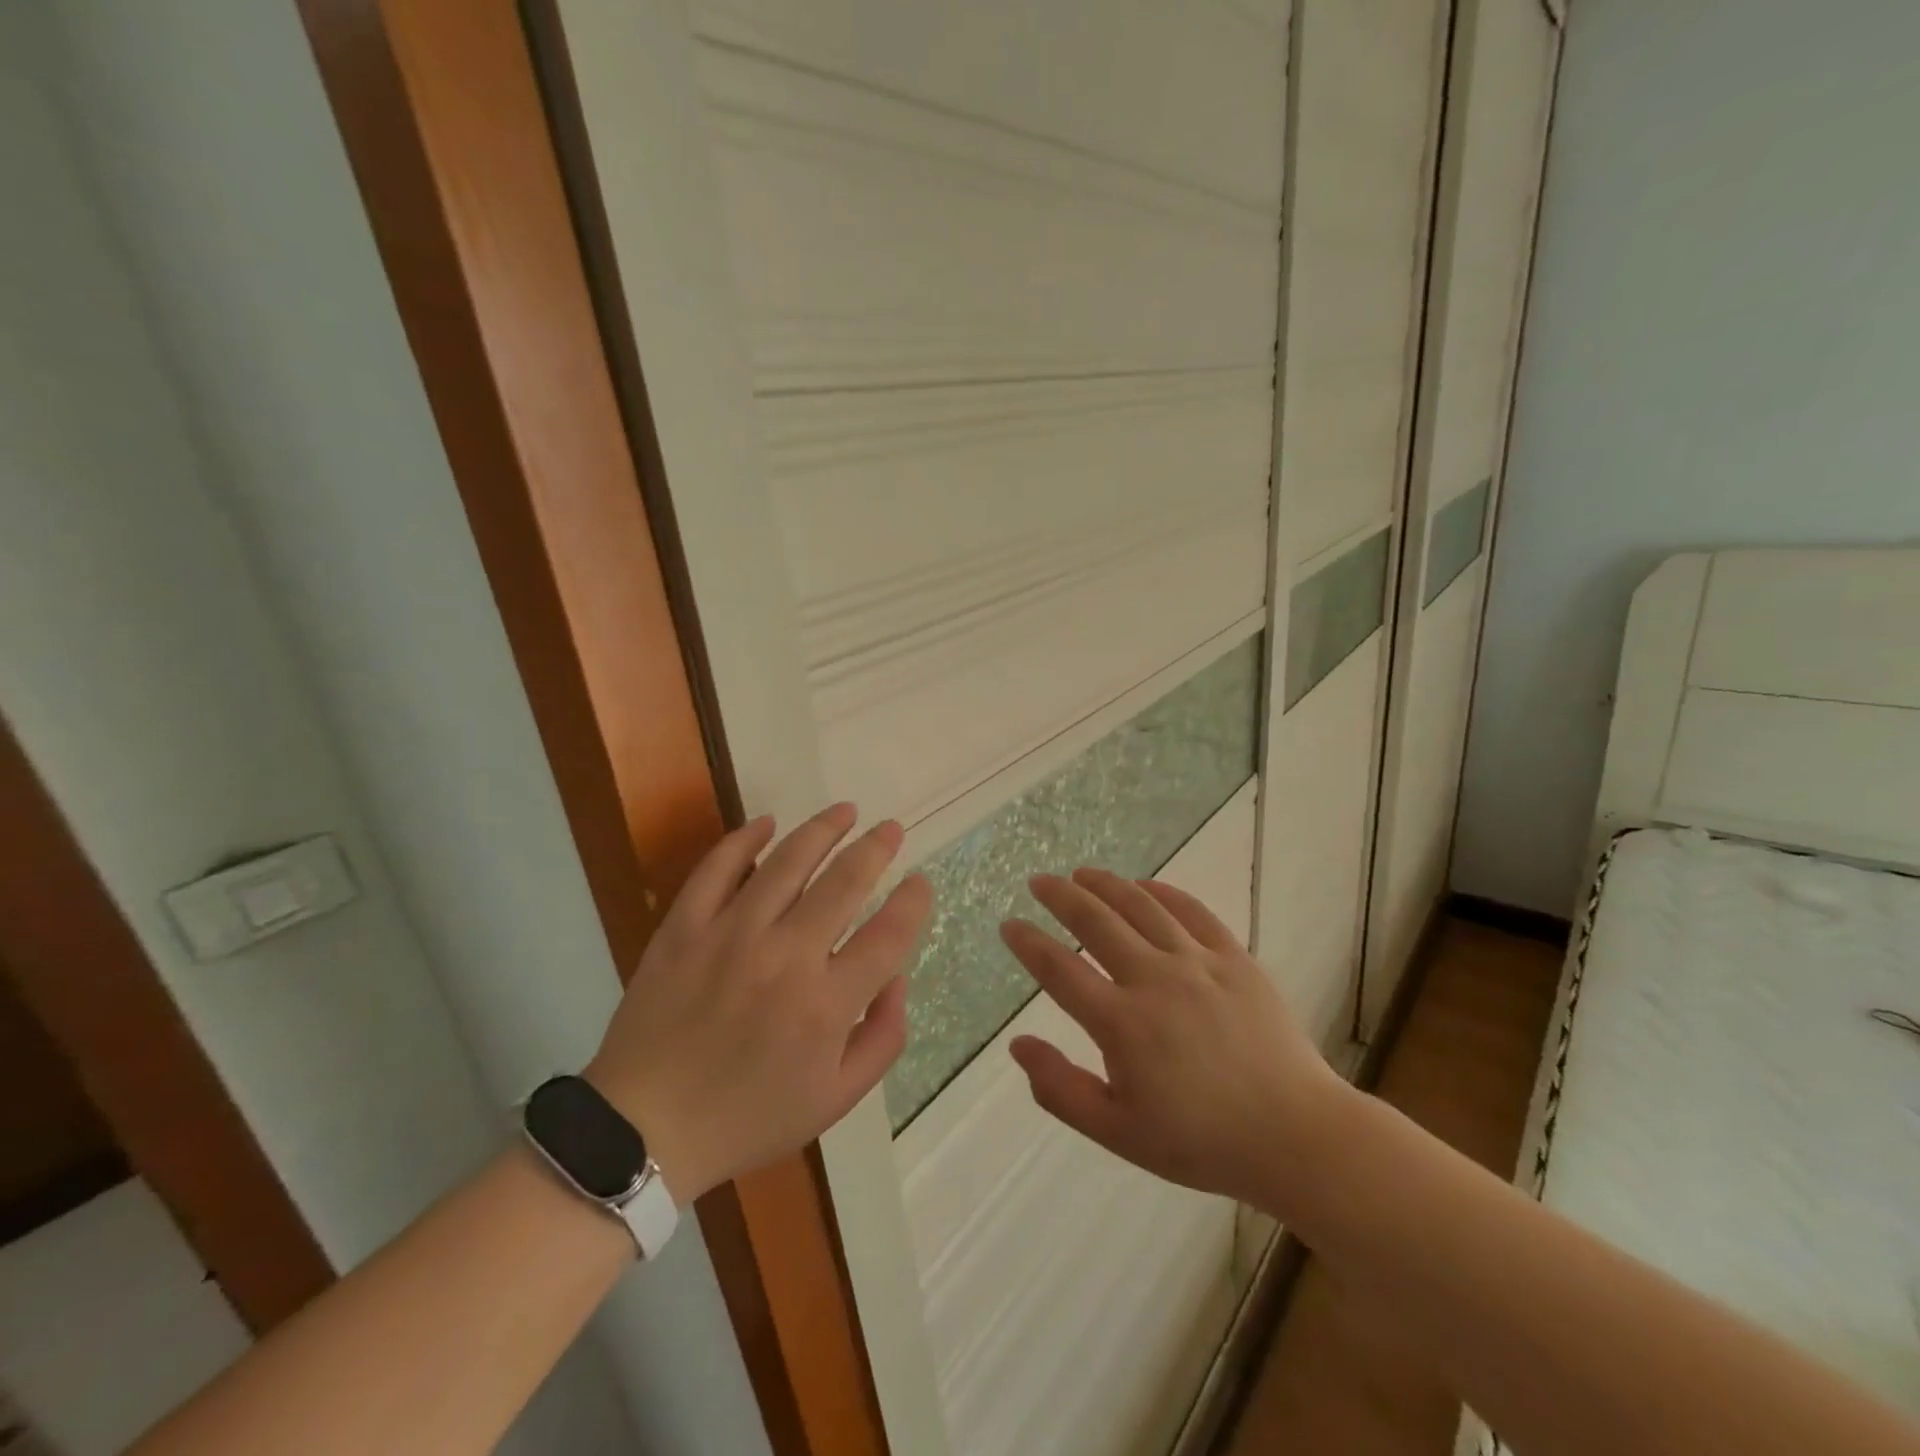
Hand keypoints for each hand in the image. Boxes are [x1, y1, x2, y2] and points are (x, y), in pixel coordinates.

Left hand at [585, 804, 931, 1204]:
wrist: (643, 1130)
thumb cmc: (749, 1118)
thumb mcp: (836, 1099)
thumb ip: (883, 1038)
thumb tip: (896, 977)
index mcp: (826, 1005)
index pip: (888, 934)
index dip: (912, 902)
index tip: (919, 882)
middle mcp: (785, 958)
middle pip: (844, 882)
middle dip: (876, 848)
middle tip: (890, 829)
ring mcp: (730, 936)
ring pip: (787, 862)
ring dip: (823, 829)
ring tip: (845, 811)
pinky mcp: (684, 928)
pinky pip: (716, 868)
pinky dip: (742, 839)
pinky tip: (765, 822)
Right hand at [1001, 868, 1348, 1211]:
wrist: (1295, 1136)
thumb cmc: (1200, 1142)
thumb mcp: (1118, 1133)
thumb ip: (1060, 1089)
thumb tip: (1017, 1044)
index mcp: (1122, 1024)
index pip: (1059, 970)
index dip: (1028, 943)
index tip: (1009, 925)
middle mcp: (1154, 980)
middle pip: (1095, 921)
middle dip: (1060, 896)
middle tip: (1039, 881)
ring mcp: (1198, 963)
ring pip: (1140, 906)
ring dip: (1105, 884)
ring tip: (1082, 873)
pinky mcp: (1234, 957)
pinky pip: (1192, 910)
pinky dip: (1162, 891)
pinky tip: (1144, 886)